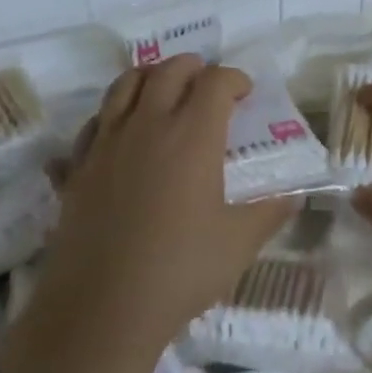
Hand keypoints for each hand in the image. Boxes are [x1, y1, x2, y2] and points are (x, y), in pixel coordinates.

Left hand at [44, 55, 294, 349]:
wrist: (102, 306)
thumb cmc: (180, 270)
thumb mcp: (239, 243)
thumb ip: (269, 212)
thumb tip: (293, 195)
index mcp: (192, 135)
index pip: (215, 82)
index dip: (234, 78)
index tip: (245, 92)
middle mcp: (148, 125)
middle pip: (168, 70)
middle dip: (193, 67)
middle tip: (207, 82)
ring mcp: (107, 142)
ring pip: (124, 85)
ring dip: (149, 77)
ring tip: (163, 91)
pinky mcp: (78, 166)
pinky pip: (94, 122)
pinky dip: (112, 115)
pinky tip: (120, 134)